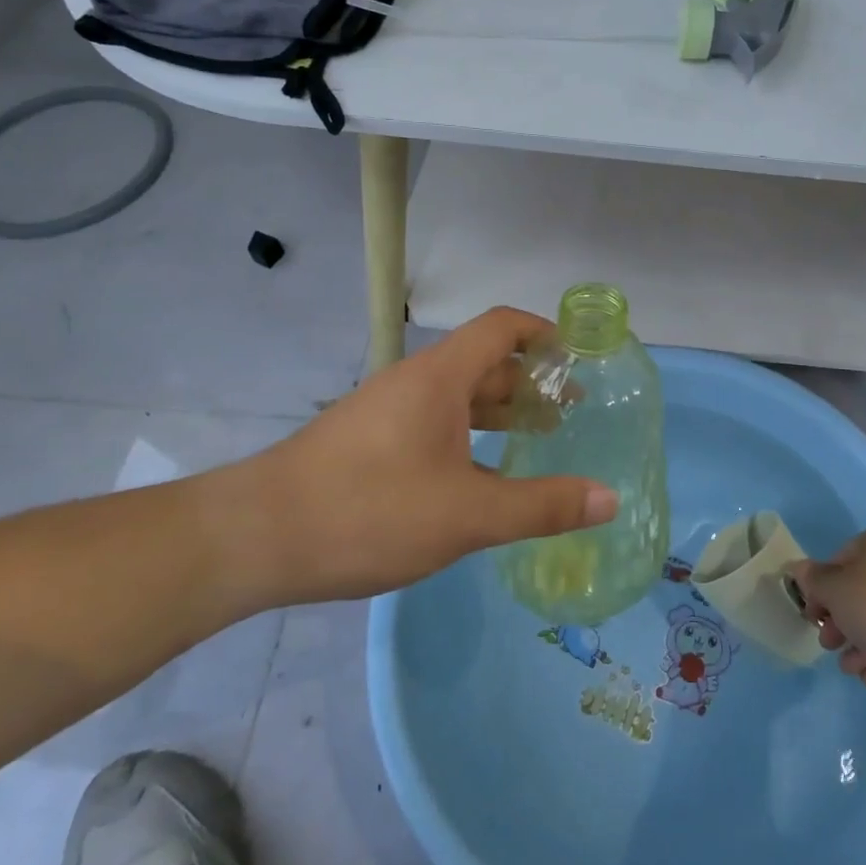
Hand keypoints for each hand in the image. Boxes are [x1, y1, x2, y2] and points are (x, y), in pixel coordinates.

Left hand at [200, 307, 618, 608]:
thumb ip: (542, 506)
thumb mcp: (468, 514)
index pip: (502, 326)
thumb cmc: (369, 511)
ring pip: (458, 399)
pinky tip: (482, 478)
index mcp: (440, 377)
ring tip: (540, 441)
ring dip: (501, 413)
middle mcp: (414, 383)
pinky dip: (469, 439)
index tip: (580, 358)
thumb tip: (610, 499)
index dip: (544, 332)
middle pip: (485, 363)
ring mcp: (388, 412)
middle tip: (572, 412)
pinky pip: (434, 426)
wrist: (255, 538)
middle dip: (532, 382)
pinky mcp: (369, 443)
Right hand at [789, 528, 865, 688]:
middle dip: (841, 622)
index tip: (813, 614)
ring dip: (861, 645)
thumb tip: (797, 568)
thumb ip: (814, 581)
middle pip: (862, 593)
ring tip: (847, 667)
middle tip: (827, 644)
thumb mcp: (834, 589)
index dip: (822, 588)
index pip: (841, 560)